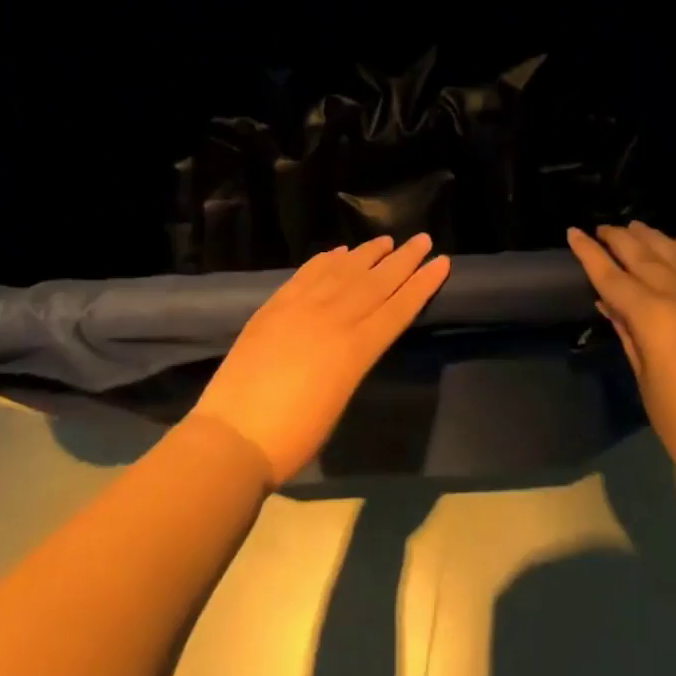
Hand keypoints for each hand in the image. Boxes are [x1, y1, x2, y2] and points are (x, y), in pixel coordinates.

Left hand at [193, 234, 450, 483]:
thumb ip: (352, 362)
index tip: (442, 262)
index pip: (398, 308)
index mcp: (356, 349)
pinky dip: (326, 259)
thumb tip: (356, 340)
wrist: (233, 436)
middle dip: (403, 260)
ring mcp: (301, 307)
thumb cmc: (294, 436)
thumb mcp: (339, 400)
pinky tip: (339, 251)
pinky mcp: (275, 306)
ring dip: (367, 253)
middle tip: (423, 239)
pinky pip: (307, 274)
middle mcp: (334, 319)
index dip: (422, 284)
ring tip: (386, 239)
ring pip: (343, 271)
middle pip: (376, 282)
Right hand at [567, 222, 675, 498]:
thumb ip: (629, 334)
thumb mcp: (646, 379)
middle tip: (602, 227)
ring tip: (635, 225)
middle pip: (644, 257)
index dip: (590, 253)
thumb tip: (610, 304)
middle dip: (619, 239)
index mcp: (653, 317)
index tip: (574, 232)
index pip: (612, 277)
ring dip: (653, 238)